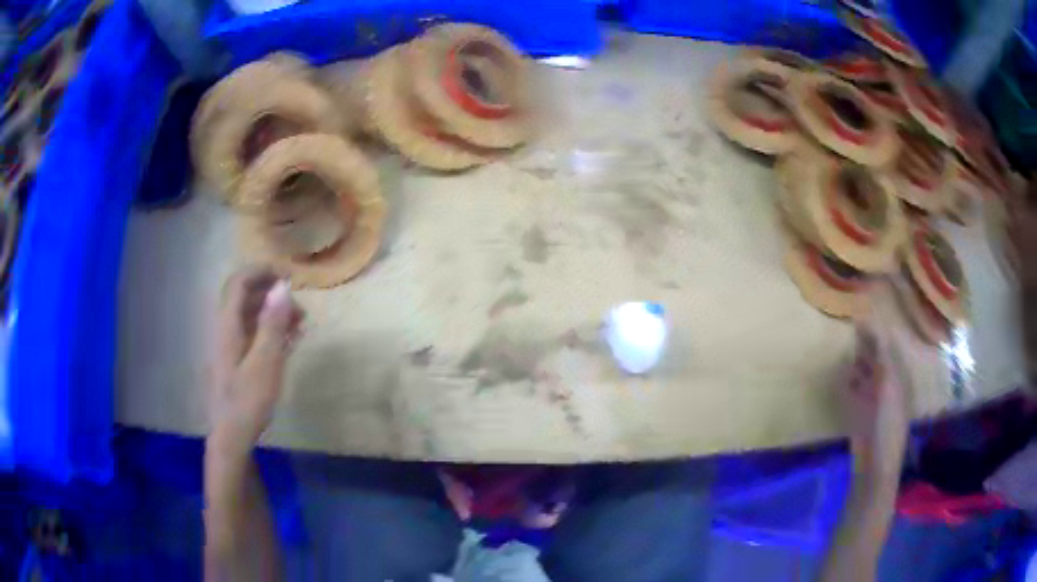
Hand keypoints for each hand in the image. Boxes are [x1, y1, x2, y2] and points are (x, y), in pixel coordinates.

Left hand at [209, 268, 303, 456]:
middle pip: (244, 296)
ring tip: (300, 325)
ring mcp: (230, 344)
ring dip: (274, 313)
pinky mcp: (236, 359)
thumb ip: (273, 323)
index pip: (239, 282)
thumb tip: (282, 286)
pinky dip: (270, 330)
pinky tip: (289, 341)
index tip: (289, 277)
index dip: (262, 272)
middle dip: (272, 293)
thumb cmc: (247, 400)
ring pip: (250, 315)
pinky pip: (252, 333)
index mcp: (228, 325)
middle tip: (299, 306)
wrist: (232, 435)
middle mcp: (226, 328)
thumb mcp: (265, 362)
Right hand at [839, 325, 909, 484]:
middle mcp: (889, 385)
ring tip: (846, 349)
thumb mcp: (889, 385)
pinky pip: (857, 391)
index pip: (888, 347)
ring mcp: (875, 401)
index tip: (860, 317)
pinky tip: (843, 376)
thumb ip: (883, 357)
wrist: (876, 464)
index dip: (877, 333)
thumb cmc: (887, 424)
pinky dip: (850, 381)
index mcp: (899, 377)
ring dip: (858, 362)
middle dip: (867, 345)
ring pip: (867, 374)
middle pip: (878, 359)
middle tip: (851, 330)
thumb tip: (874, 327)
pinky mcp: (862, 414)